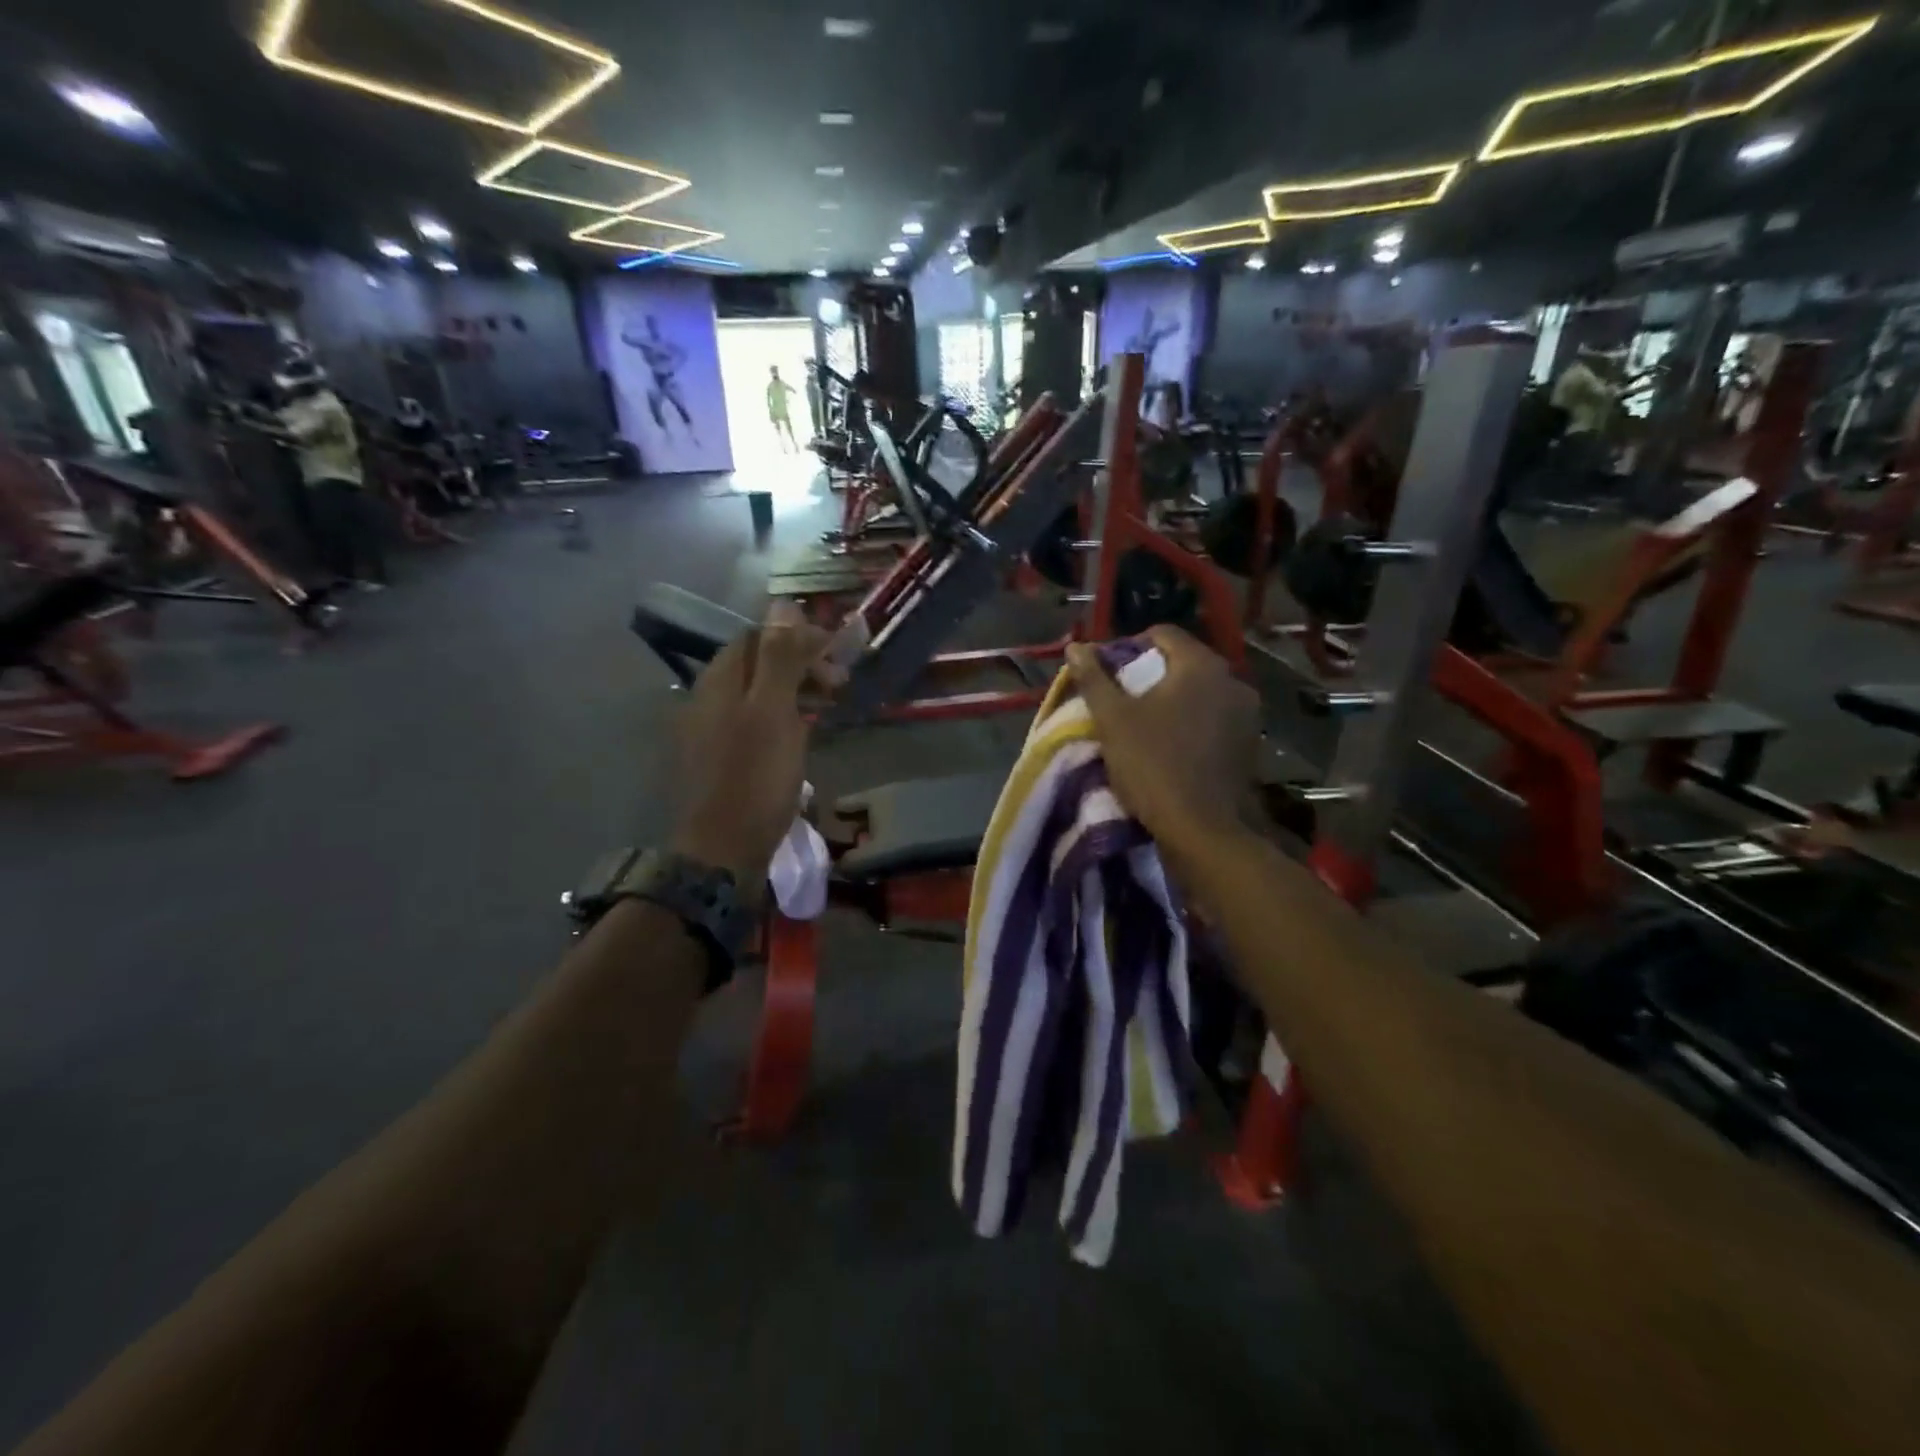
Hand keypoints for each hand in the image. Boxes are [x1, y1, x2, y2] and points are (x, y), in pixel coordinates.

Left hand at [669, 603, 833, 889]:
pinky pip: (754, 721)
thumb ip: (779, 658)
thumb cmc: (755, 778)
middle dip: (800, 664)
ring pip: (757, 693)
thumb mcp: (773, 712)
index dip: (799, 638)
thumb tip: (784, 604)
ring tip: (827, 707)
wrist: (722, 850)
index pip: (759, 637)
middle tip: (839, 684)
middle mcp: (708, 698)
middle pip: (757, 664)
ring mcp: (710, 730)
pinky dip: (782, 717)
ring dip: (794, 691)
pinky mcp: (720, 759)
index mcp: (719, 681)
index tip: (838, 656)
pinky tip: (801, 735)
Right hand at [1064, 626, 1260, 864]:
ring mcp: (1247, 713)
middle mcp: (1232, 680)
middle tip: (1122, 700)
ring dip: (1174, 700)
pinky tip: (1172, 746)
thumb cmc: (1152, 764)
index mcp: (1201, 665)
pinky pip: (1215, 718)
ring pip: (1201, 692)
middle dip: (1151, 675)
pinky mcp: (1250, 743)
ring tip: (1145, 724)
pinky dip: (1193, 722)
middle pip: (1184, 662)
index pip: (1163, 633)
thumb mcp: (1112, 719)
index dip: (1129, 646)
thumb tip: (1076, 646)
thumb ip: (1093, 678)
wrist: (1201, 829)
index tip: (1109, 673)